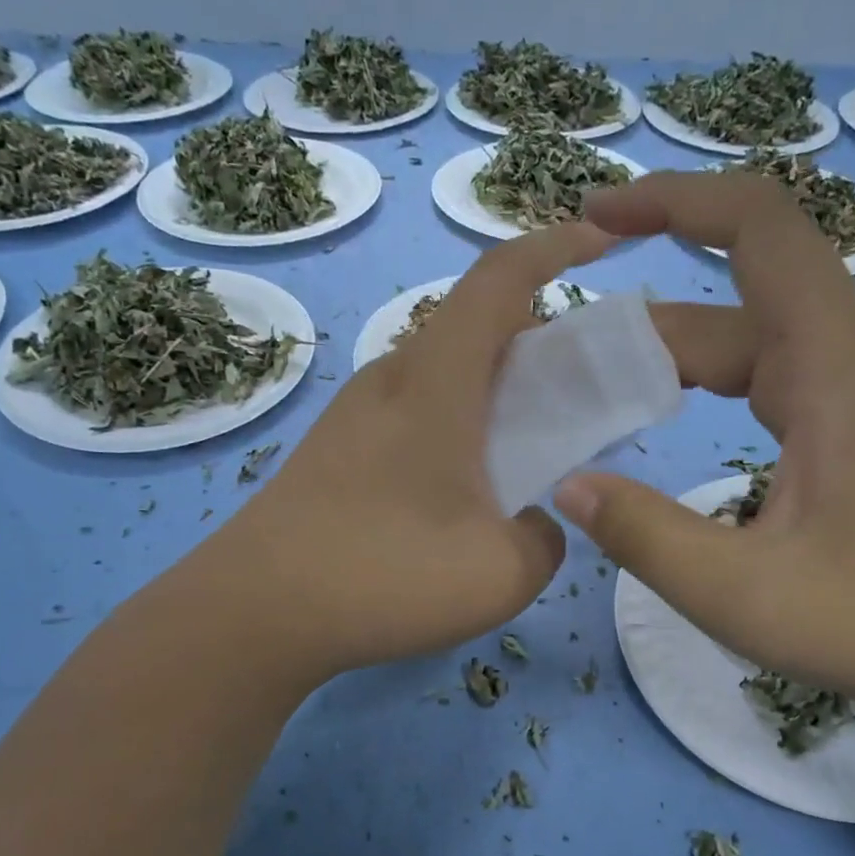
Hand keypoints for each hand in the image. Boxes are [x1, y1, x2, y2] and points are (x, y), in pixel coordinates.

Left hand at [211, 221, 613, 680]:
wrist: (254, 613)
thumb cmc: (385, 575)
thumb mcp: (502, 573)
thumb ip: (545, 540)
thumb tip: (536, 526)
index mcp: (436, 380)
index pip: (501, 279)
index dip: (556, 247)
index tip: (600, 242)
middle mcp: (391, 379)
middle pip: (472, 328)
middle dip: (534, 340)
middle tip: (575, 393)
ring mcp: (354, 415)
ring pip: (440, 375)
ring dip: (491, 392)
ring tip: (523, 452)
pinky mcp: (333, 452)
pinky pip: (411, 414)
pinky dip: (454, 428)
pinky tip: (459, 495)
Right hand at [556, 170, 854, 727]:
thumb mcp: (746, 595)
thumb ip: (647, 538)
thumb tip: (569, 487)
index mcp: (833, 367)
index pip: (757, 227)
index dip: (672, 202)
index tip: (596, 218)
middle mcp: (849, 362)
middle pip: (733, 301)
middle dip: (642, 320)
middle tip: (559, 366)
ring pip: (750, 345)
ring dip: (672, 359)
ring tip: (596, 396)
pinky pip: (770, 383)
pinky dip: (708, 388)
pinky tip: (671, 425)